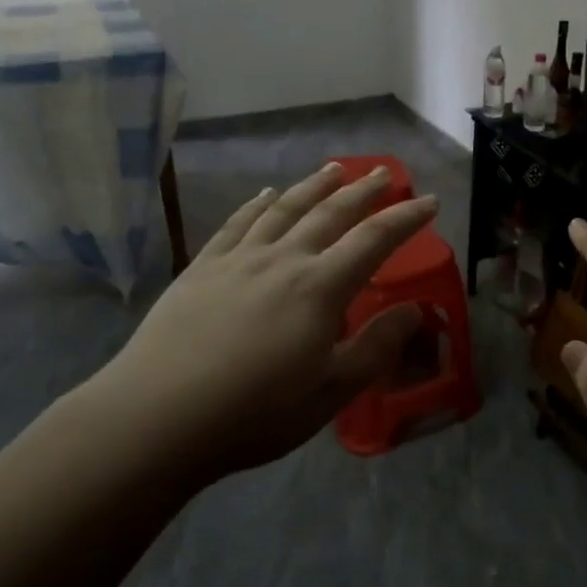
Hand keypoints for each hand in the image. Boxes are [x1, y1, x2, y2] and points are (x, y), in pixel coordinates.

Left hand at [102, 162, 437, 479]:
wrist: (156, 417)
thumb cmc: (253, 413)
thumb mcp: (330, 392)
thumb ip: (376, 348)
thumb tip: (415, 310)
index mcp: (320, 288)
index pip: (374, 240)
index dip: (405, 219)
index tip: (430, 201)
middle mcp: (283, 260)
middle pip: (330, 213)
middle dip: (363, 191)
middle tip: (386, 173)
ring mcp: (238, 259)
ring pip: (284, 209)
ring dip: (314, 185)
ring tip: (334, 169)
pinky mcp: (202, 268)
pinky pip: (237, 224)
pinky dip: (257, 204)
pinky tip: (266, 195)